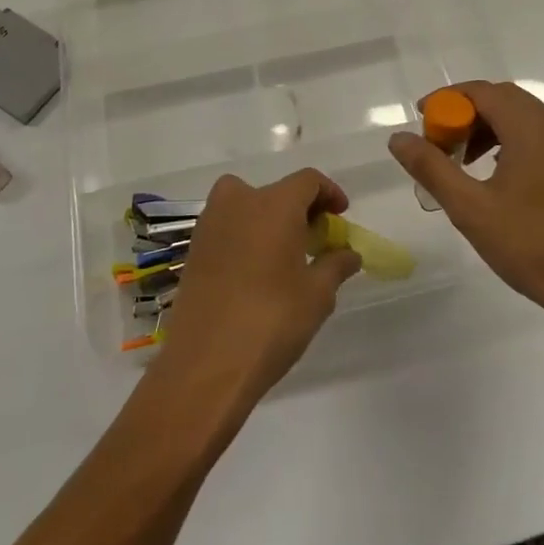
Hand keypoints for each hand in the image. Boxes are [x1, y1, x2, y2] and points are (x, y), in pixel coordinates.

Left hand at [154, 169, 362, 409]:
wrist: (206, 363)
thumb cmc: (271, 321)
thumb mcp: (317, 295)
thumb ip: (335, 265)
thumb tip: (349, 253)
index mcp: (274, 204)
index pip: (307, 181)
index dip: (329, 193)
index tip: (340, 215)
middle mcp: (239, 202)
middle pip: (276, 190)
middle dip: (299, 207)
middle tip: (314, 237)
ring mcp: (211, 224)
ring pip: (245, 203)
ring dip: (268, 218)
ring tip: (285, 253)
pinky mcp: (194, 249)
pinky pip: (227, 226)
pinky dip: (245, 234)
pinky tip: (256, 270)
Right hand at [388, 81, 543, 340]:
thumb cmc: (533, 247)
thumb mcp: (471, 209)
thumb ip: (431, 167)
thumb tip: (398, 138)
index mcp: (532, 127)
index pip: (482, 91)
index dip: (447, 100)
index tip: (422, 122)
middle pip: (503, 99)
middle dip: (466, 114)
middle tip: (440, 144)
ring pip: (522, 118)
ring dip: (488, 129)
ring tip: (463, 164)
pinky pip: (540, 137)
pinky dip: (511, 142)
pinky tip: (497, 178)